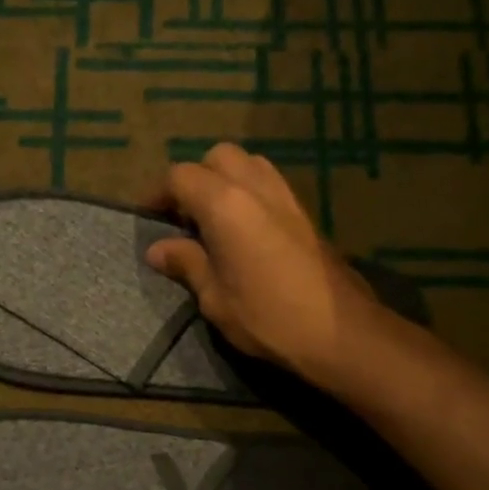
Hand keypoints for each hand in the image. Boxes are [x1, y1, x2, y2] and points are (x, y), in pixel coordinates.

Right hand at [145, 143, 378, 379]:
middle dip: (195, 178)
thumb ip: (187, 264)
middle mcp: (255, 187)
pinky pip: (268, 183)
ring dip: (225, 180)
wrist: (340, 331)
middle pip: (217, 157)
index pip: (181, 177)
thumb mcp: (215, 298)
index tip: (148, 217)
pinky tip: (243, 230)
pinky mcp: (305, 212)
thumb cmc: (267, 318)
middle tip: (183, 216)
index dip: (159, 193)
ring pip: (248, 164)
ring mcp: (286, 196)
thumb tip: (158, 249)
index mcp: (225, 204)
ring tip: (213, 219)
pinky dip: (248, 192)